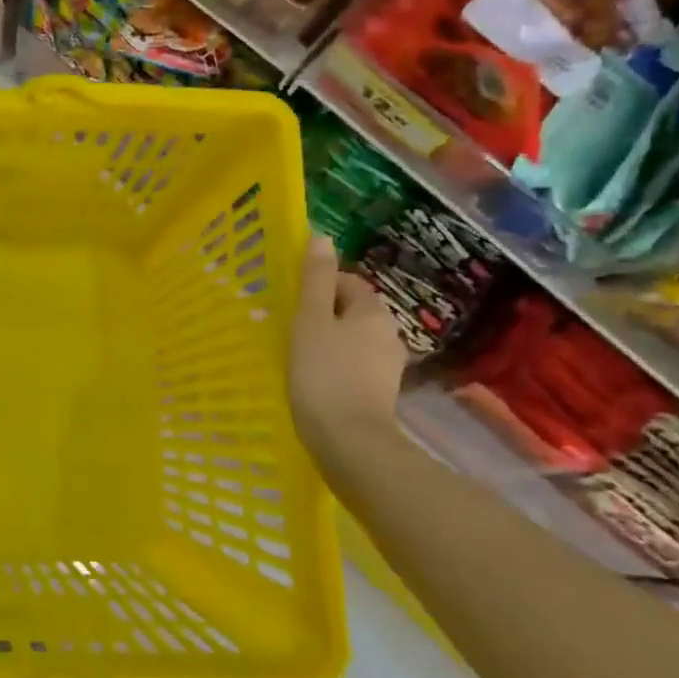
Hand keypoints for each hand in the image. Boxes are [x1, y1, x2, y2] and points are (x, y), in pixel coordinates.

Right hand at [288, 236, 407, 447]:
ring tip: (298, 357)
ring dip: (329, 343)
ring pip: (352, 340)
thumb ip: (315, 279)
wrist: (349, 441)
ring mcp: (388, 366)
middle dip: (323, 315)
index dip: (318, 287)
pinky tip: (315, 381)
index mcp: (373, 311)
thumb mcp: (311, 321)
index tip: (290, 303)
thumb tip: (322, 236)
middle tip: (289, 329)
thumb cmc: (323, 374)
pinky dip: (336, 367)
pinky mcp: (380, 393)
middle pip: (351, 311)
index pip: (347, 282)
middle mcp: (388, 333)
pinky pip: (354, 366)